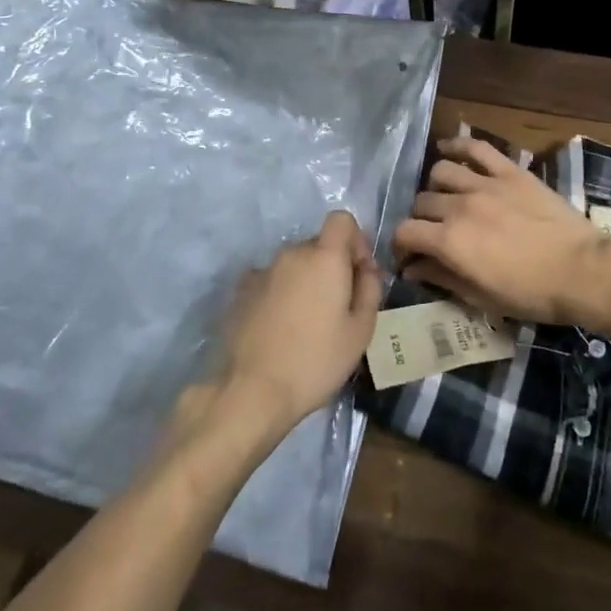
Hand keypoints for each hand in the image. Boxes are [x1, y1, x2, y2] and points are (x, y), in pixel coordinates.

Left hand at [215, 211, 380, 434]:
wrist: (252, 390)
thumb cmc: (316, 361)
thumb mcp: (361, 331)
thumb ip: (370, 288)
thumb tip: (366, 268)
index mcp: (324, 257)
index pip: (342, 219)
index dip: (355, 240)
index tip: (358, 274)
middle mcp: (291, 253)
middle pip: (318, 244)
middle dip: (332, 266)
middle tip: (338, 308)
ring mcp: (262, 270)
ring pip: (294, 264)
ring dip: (306, 281)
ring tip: (307, 323)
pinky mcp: (240, 291)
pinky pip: (271, 281)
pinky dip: (281, 294)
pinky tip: (280, 327)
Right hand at [393, 136, 610, 329]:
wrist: (583, 271)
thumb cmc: (533, 294)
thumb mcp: (482, 298)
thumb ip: (442, 278)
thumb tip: (412, 269)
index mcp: (449, 241)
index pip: (405, 232)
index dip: (401, 245)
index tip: (409, 256)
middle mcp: (459, 206)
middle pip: (421, 202)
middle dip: (420, 219)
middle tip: (432, 232)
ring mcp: (484, 184)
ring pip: (440, 172)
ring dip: (436, 187)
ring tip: (446, 198)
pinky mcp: (509, 171)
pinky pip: (476, 148)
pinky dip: (457, 144)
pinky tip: (447, 148)